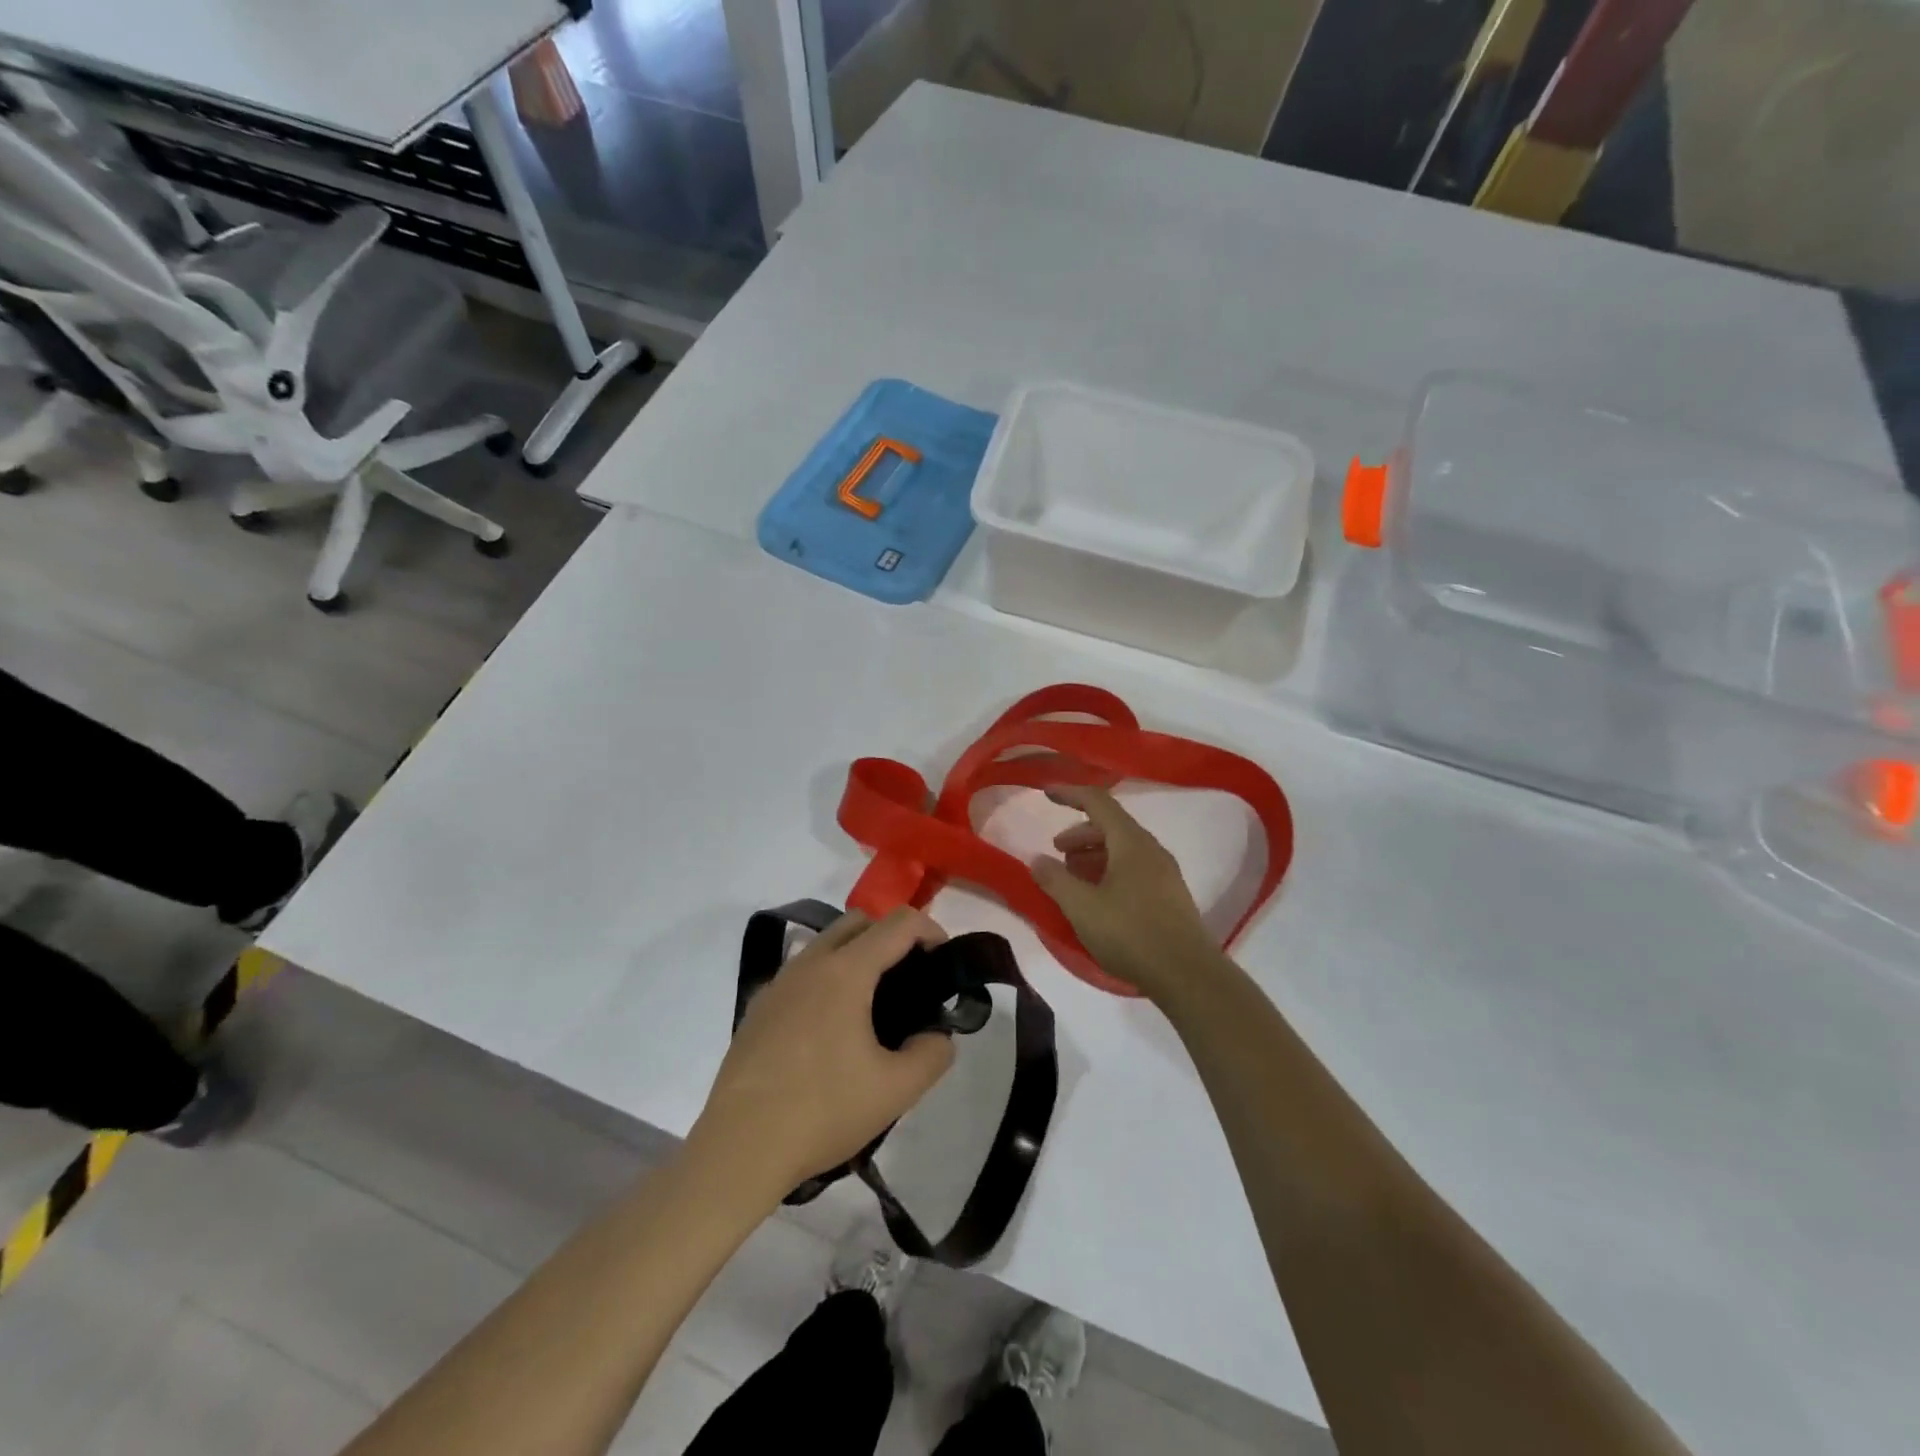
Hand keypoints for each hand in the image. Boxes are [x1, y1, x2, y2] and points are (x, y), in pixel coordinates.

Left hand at [691, 908, 956, 1195]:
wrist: (739, 1149)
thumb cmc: (823, 1111)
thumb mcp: (897, 1090)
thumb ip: (933, 1054)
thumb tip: (937, 1036)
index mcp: (846, 970)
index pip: (899, 923)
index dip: (931, 931)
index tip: (943, 964)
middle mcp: (810, 962)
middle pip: (859, 922)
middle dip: (892, 937)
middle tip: (910, 981)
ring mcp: (778, 983)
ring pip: (825, 945)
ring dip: (856, 957)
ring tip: (872, 1008)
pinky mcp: (757, 1008)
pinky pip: (801, 974)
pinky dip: (826, 981)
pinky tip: (828, 1033)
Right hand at [1031, 784, 1225, 1001]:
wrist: (1187, 974)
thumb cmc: (1130, 933)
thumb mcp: (1082, 907)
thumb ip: (1055, 880)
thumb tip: (1037, 859)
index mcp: (1131, 842)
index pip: (1098, 802)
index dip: (1070, 794)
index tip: (1046, 793)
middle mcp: (1151, 850)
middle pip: (1111, 826)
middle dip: (1079, 833)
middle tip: (1057, 852)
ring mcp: (1164, 873)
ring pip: (1123, 849)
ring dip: (1093, 855)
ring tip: (1073, 877)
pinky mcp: (1169, 896)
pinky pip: (1134, 869)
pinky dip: (1109, 871)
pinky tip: (1098, 898)